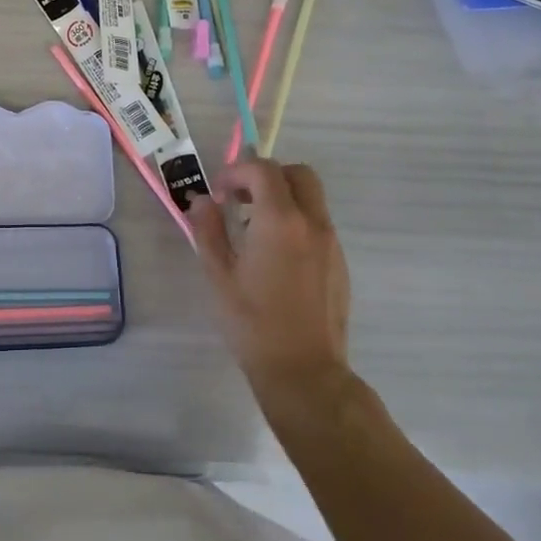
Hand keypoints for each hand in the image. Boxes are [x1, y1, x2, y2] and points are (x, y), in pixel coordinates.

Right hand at [189, 160, 351, 420]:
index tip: (218, 193)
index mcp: (280, 221)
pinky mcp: (339, 263)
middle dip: (267, 176)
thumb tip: (201, 202)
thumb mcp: (218, 275)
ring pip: (312, 199)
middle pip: (298, 174)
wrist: (304, 370)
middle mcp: (312, 224)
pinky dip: (296, 222)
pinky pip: (318, 224)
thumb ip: (208, 230)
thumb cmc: (252, 323)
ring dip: (282, 198)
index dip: (237, 171)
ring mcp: (331, 243)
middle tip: (241, 199)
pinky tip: (274, 256)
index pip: (263, 170)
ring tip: (254, 229)